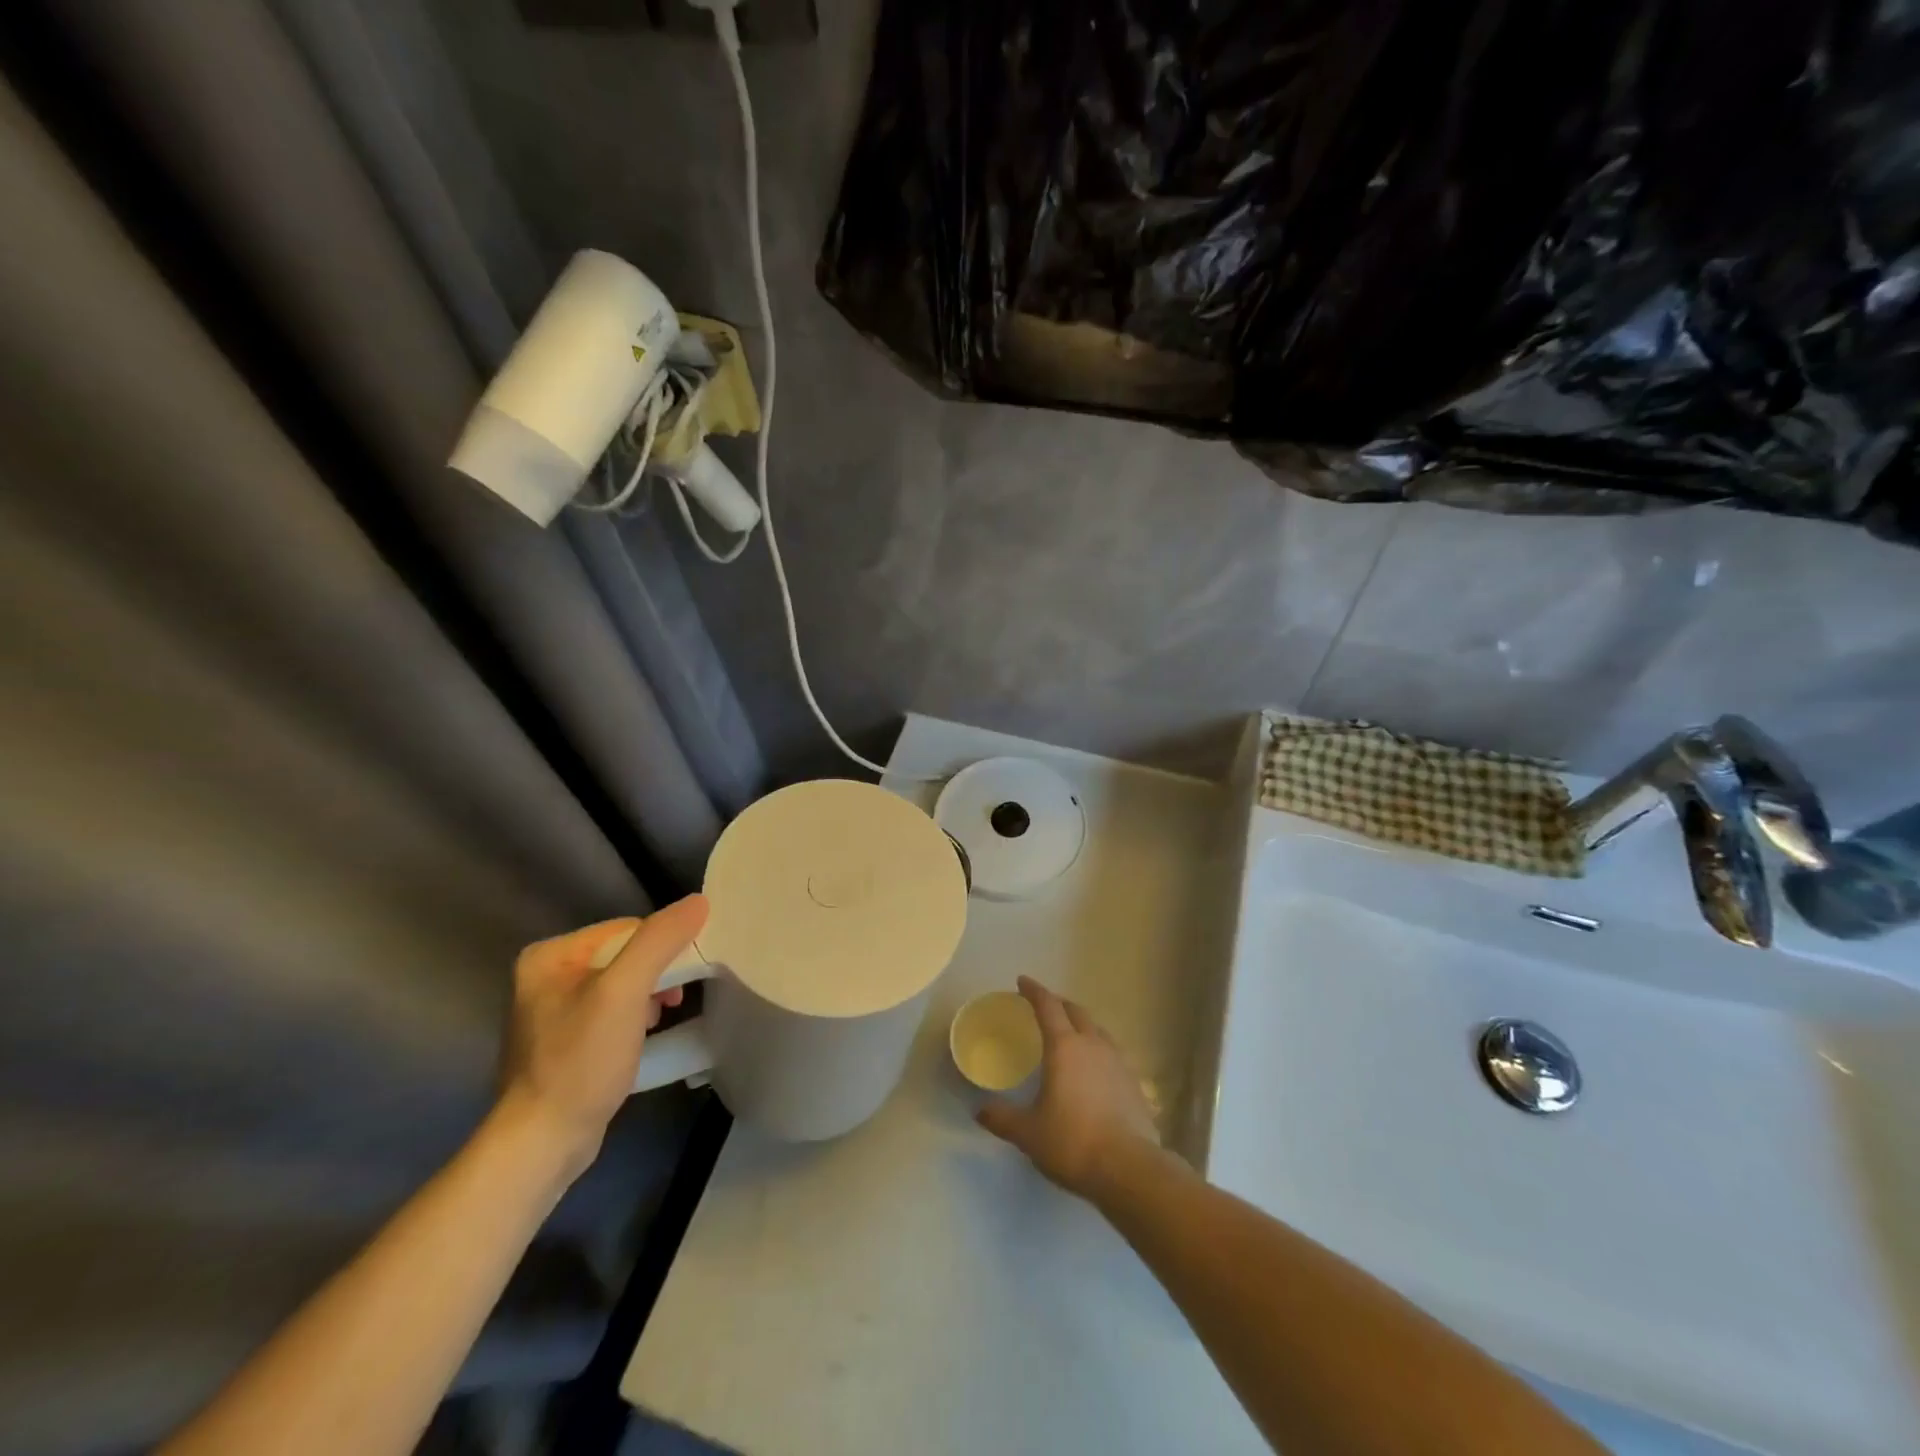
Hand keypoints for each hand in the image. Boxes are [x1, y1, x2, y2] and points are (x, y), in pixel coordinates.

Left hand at [495, 894, 708, 1177]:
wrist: (544, 1143)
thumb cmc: (581, 1062)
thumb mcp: (625, 993)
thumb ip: (659, 941)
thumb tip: (698, 901)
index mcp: (550, 955)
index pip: (626, 929)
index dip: (661, 949)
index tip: (678, 982)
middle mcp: (545, 975)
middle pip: (624, 955)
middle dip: (655, 976)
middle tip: (670, 1004)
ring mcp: (552, 1010)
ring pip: (621, 983)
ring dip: (647, 998)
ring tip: (656, 1023)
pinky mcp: (563, 1041)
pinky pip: (611, 1011)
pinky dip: (633, 1019)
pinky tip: (640, 1040)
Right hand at [975, 976, 1161, 1199]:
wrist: (1129, 1169)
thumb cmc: (1072, 1142)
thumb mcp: (1028, 1133)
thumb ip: (1002, 1118)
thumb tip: (980, 1110)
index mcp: (1064, 1047)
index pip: (1047, 1006)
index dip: (1034, 991)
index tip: (1022, 982)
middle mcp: (1093, 1045)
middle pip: (1076, 1011)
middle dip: (1059, 1004)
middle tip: (1045, 1007)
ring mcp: (1118, 1061)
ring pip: (1098, 1030)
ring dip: (1082, 1025)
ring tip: (1071, 1034)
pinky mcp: (1134, 1082)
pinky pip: (1112, 1053)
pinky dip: (1098, 1049)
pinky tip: (1094, 1068)